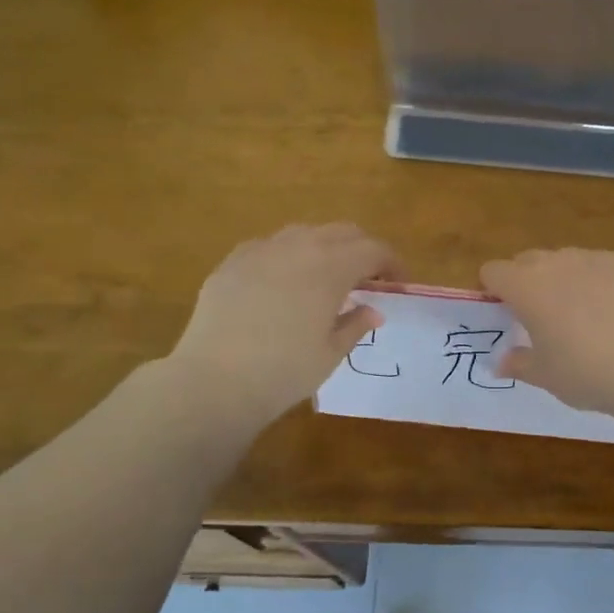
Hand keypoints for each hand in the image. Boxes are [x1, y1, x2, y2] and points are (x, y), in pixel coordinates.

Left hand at [170, 224, 399, 423]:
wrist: (215, 380)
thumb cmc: (285, 371)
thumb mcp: (330, 353)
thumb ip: (355, 325)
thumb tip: (373, 311)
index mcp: (331, 268)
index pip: (373, 250)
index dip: (392, 264)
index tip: (398, 285)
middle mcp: (298, 247)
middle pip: (342, 232)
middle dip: (361, 250)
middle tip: (367, 280)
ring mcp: (261, 250)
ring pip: (304, 233)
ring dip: (324, 249)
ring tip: (325, 280)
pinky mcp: (232, 262)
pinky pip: (269, 247)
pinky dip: (288, 257)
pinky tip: (283, 285)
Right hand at [479, 248, 613, 417]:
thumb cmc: (586, 372)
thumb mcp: (546, 376)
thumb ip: (519, 364)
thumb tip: (502, 362)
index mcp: (526, 287)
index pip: (493, 271)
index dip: (493, 290)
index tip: (504, 314)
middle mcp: (558, 263)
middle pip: (528, 260)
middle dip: (527, 281)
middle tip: (540, 316)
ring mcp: (596, 259)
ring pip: (568, 260)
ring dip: (565, 279)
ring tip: (583, 315)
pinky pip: (603, 268)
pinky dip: (601, 283)